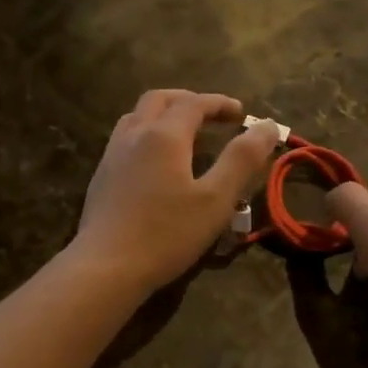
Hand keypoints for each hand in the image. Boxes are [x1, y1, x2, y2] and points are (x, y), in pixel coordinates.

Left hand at [72, 90, 281, 294]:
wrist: (106, 266)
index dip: (220, 104)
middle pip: (159, 100)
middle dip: (189, 101)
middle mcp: (133, 135)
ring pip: (137, 117)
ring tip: (185, 135)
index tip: (241, 114)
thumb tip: (267, 126)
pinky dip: (147, 136)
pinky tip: (156, 164)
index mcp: (164, 135)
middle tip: (212, 117)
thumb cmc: (166, 234)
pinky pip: (125, 140)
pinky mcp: (101, 178)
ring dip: (164, 115)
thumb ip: (242, 159)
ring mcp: (111, 156)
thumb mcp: (216, 199)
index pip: (194, 103)